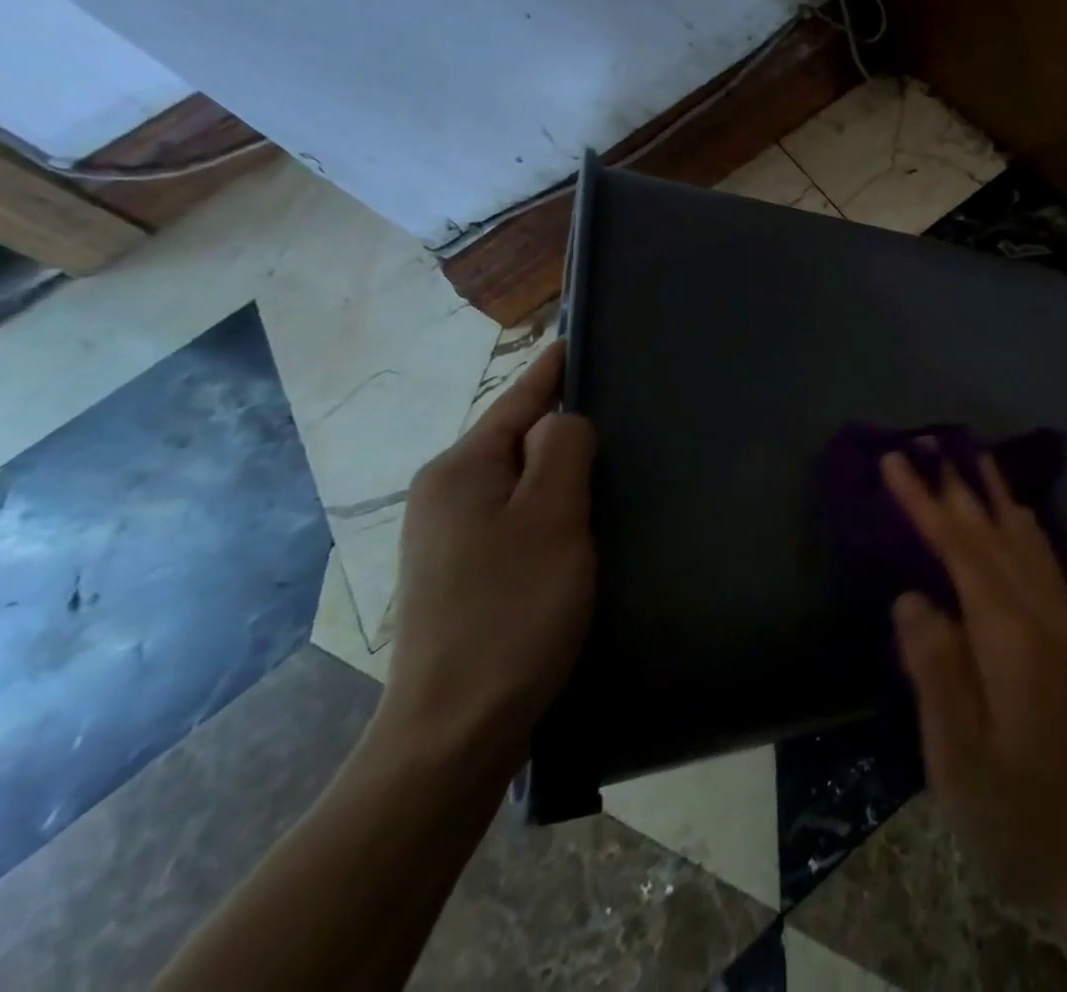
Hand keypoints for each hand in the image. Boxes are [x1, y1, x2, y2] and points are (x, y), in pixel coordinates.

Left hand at [379, 341, 596, 774]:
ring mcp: (447, 537)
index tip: (580, 337)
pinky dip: (550, 505)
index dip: (554, 368)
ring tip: (610, 462)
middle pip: (517, 437)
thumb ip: (563, 449)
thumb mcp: (552, 515)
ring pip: (518, 479)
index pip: (519, 399)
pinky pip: (514, 514)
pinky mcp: (461, 573)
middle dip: (563, 423)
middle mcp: (445, 494)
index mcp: (461, 469)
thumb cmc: (514, 609)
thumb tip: (561, 419)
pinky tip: (580, 520)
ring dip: (560, 469)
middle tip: (621, 408)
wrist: (456, 729)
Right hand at [882, 452, 1066, 940]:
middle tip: (930, 441)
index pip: (960, 551)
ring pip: (1028, 539)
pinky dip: (1024, 525)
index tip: (896, 461)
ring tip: (977, 458)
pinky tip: (1019, 517)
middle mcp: (1044, 614)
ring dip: (997, 495)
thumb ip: (936, 672)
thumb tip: (911, 597)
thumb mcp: (960, 764)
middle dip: (957, 486)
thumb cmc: (1020, 820)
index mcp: (1011, 638)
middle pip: (994, 533)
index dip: (925, 504)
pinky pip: (1045, 560)